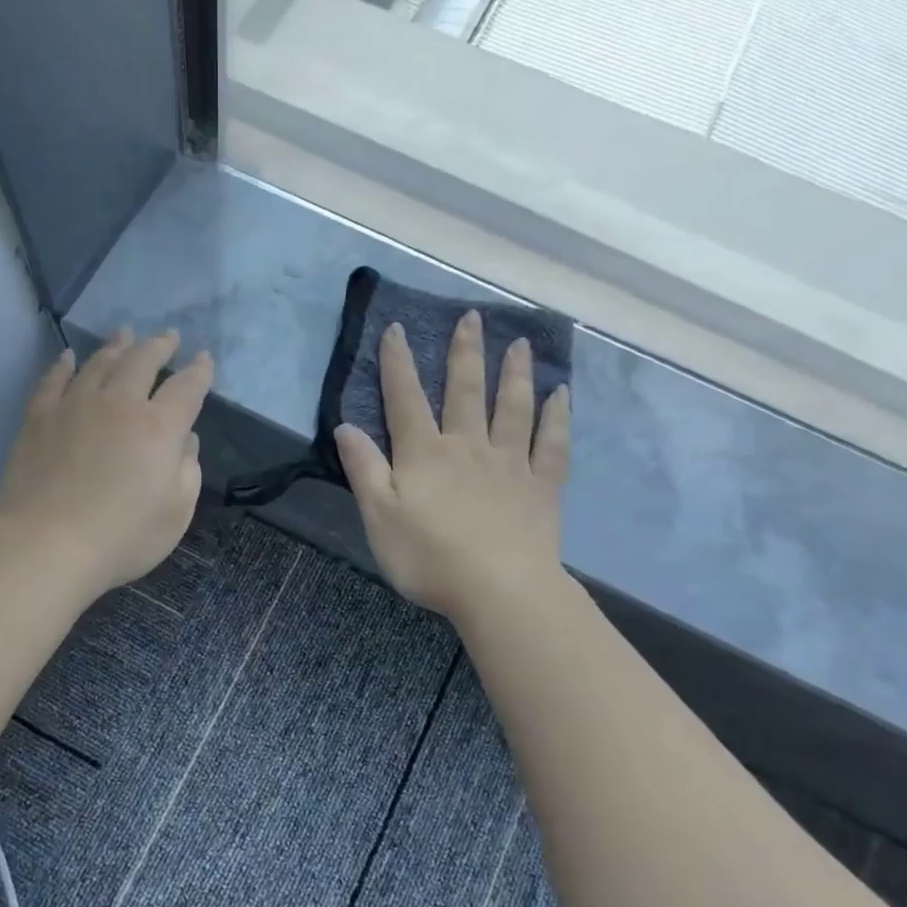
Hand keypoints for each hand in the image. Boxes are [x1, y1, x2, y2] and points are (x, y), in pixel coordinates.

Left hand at [0, 328, 212, 597]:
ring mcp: (75, 406)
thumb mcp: (177, 512)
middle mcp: (119, 404)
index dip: (199, 371)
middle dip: (159, 346)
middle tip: (168, 336)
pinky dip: (64, 365)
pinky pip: (53, 381)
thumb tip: (185, 439)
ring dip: (117, 346)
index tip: (204, 359)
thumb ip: (187, 469)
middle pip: (142, 361)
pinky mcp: (39, 418)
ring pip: (99, 363)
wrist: (47, 545)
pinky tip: (69, 357)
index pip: (186, 388)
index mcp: (158, 427)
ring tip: (125, 333)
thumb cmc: (123, 536)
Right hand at [335, 311, 570, 622]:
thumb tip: (346, 426)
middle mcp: (468, 446)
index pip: (406, 399)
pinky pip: (552, 443)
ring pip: (513, 408)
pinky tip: (561, 394)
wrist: (499, 590)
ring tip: (519, 343)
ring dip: (514, 373)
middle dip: (465, 352)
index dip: (398, 363)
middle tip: (473, 317)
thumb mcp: (379, 517)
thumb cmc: (429, 557)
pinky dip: (557, 416)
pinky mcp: (542, 487)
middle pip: (466, 391)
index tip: (396, 329)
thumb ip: (364, 469)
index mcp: (424, 454)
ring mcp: (510, 464)